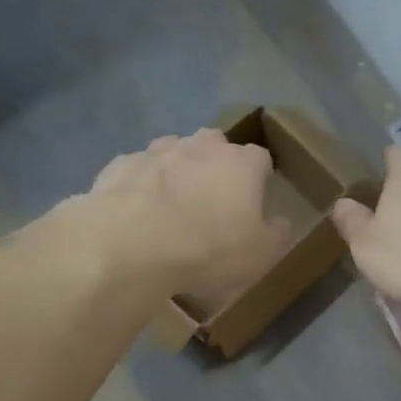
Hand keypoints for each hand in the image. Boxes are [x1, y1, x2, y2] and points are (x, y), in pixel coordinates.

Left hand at [83, 129, 289, 296]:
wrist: (130, 246)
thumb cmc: (208, 249)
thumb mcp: (261, 255)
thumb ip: (277, 234)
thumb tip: (280, 222)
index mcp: (241, 163)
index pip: (260, 159)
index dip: (259, 178)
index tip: (256, 200)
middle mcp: (201, 147)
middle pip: (215, 146)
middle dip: (216, 166)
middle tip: (212, 201)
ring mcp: (157, 151)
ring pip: (174, 153)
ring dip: (177, 172)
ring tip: (171, 207)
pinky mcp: (120, 165)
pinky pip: (138, 171)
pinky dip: (141, 186)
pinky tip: (137, 213)